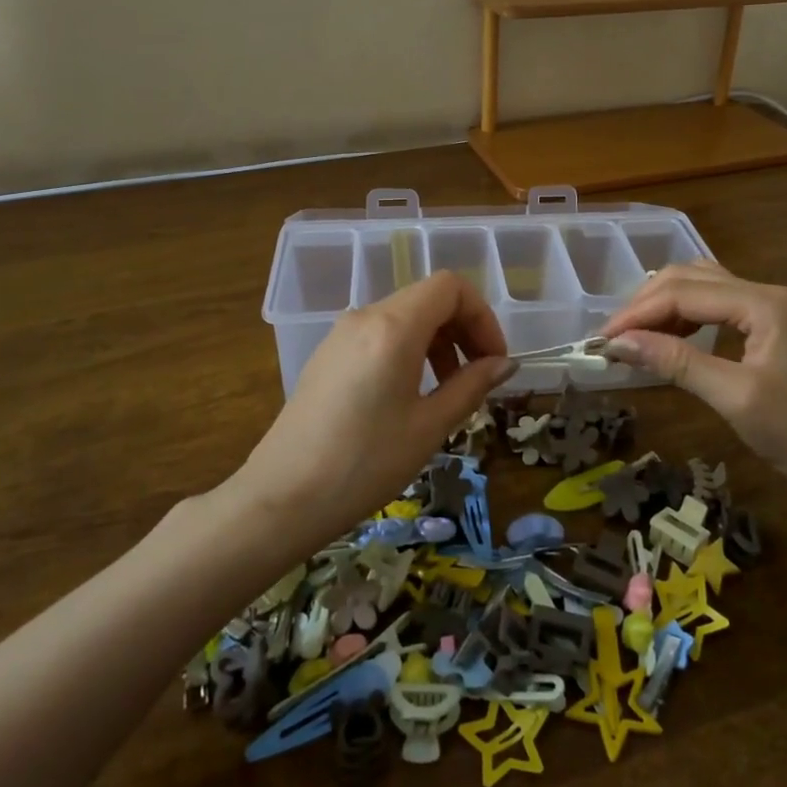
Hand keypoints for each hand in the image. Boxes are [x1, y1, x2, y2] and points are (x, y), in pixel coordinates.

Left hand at [233, 271, 513, 546]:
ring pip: (404, 317)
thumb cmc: (364, 463)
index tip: (494, 360)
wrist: (282, 499)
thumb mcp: (429, 427)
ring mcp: (341, 334)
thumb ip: (471, 386)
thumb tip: (504, 364)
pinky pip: (380, 335)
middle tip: (479, 377)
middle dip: (463, 329)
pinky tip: (410, 396)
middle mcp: (365, 317)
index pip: (450, 287)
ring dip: (437, 342)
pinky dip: (409, 351)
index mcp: (393, 327)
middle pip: (428, 299)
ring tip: (447, 391)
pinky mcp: (328, 356)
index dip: (482, 316)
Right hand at [601, 261, 786, 501]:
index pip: (684, 293)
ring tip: (631, 336)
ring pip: (699, 288)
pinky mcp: (761, 329)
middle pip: (689, 279)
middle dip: (646, 304)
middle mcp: (762, 293)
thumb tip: (619, 343)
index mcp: (762, 302)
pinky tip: (664, 338)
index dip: (638, 312)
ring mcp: (764, 309)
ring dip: (661, 306)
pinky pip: (711, 307)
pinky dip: (681, 317)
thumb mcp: (733, 396)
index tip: (602, 339)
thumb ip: (676, 362)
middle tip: (612, 338)